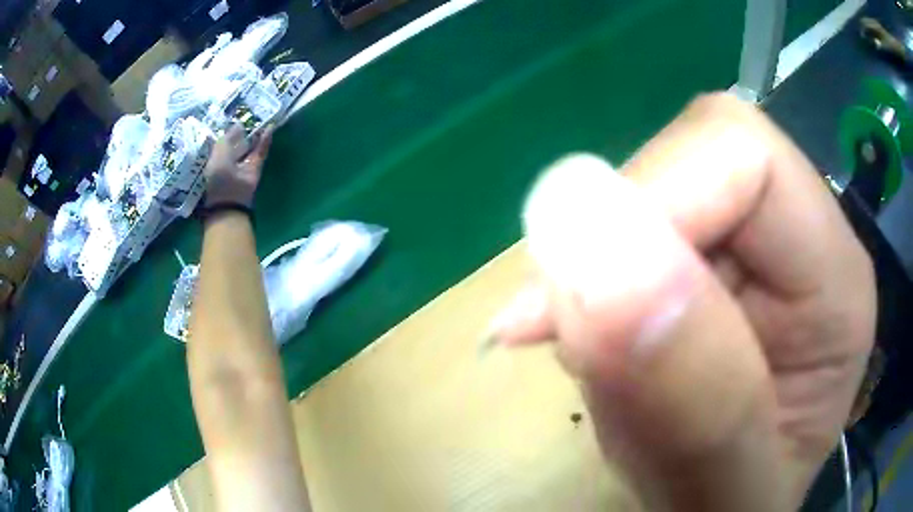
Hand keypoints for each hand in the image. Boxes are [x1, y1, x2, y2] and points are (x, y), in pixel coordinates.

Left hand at [204, 124, 273, 207]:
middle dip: (243, 131)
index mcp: (216, 157)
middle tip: (251, 115)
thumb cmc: (219, 177)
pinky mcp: (254, 169)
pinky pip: (260, 152)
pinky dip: (264, 142)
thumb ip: (227, 138)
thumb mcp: (219, 154)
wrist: (231, 201)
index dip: (229, 129)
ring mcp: (243, 164)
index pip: (223, 140)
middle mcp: (229, 160)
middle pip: (237, 142)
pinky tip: (269, 129)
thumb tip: (238, 125)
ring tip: (261, 119)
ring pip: (250, 146)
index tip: (236, 116)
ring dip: (255, 135)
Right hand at [490, 94, 875, 510]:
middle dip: (618, 232)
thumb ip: (691, 394)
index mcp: (837, 282)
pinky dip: (586, 275)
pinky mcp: (706, 258)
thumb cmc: (735, 511)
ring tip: (598, 360)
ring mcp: (752, 242)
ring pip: (653, 182)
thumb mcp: (722, 491)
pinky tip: (593, 342)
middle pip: (694, 150)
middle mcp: (802, 239)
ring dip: (598, 263)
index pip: (743, 152)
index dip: (653, 200)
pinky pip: (628, 223)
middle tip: (580, 339)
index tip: (574, 305)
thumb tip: (585, 235)